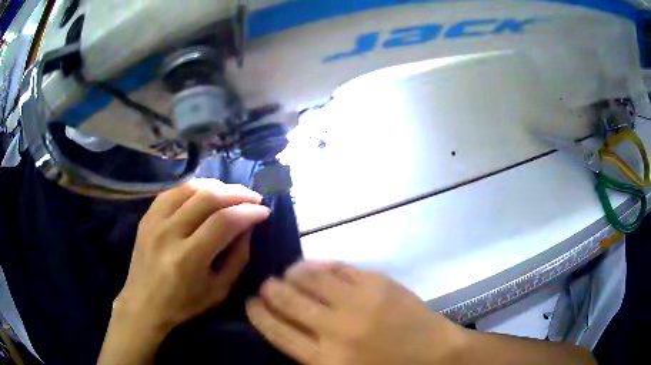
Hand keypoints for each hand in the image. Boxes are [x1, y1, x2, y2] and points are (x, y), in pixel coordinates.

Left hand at [114, 179, 269, 334]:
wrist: (143, 303)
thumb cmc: (183, 304)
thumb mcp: (219, 290)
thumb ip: (237, 258)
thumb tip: (247, 227)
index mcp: (188, 259)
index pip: (224, 222)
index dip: (248, 212)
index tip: (264, 211)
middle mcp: (169, 234)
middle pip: (207, 197)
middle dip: (237, 193)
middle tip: (253, 197)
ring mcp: (154, 221)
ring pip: (190, 188)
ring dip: (217, 186)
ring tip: (232, 193)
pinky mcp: (147, 216)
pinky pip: (173, 190)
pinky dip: (194, 187)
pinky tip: (205, 193)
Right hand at [246, 261, 466, 364]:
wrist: (435, 356)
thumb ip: (310, 356)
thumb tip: (284, 330)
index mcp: (325, 360)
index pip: (276, 330)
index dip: (258, 314)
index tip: (250, 303)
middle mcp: (335, 329)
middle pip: (288, 302)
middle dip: (269, 291)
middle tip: (265, 286)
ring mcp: (358, 302)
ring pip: (310, 278)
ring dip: (292, 273)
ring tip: (287, 273)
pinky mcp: (377, 283)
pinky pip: (339, 268)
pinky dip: (320, 265)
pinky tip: (314, 266)